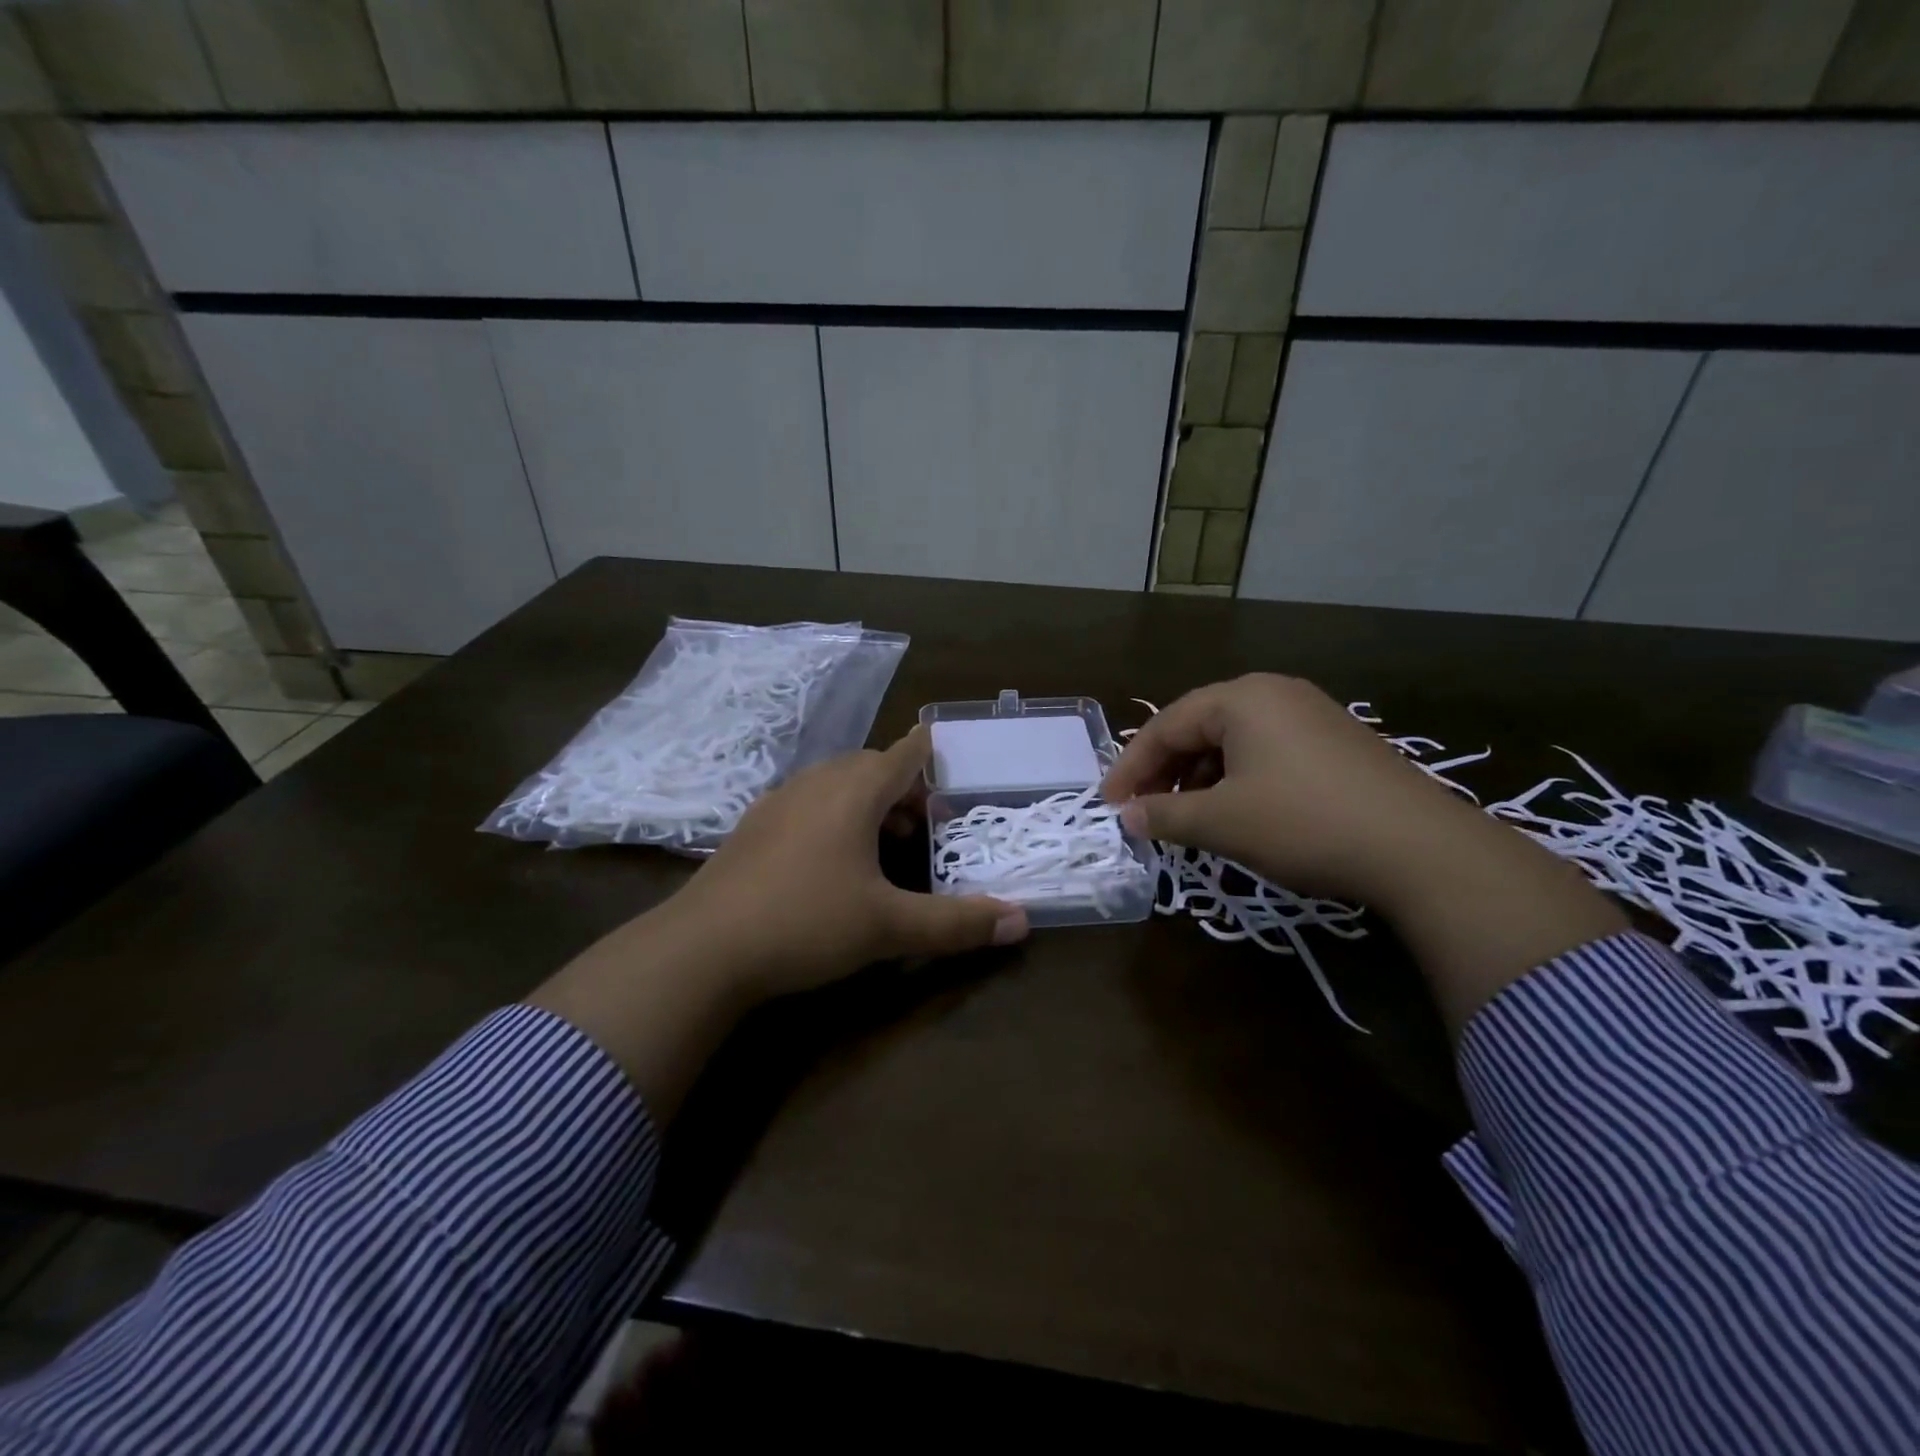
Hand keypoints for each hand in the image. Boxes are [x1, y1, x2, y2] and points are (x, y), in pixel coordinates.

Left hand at [676, 725, 1028, 998]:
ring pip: (836, 785)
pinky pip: (807, 804)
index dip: (929, 752)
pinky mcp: (753, 828)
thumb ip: (957, 923)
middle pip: (871, 768)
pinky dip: (833, 816)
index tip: (947, 750)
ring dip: (868, 803)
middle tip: (927, 825)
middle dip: (904, 788)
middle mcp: (816, 783)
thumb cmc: (806, 923)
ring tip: (886, 843)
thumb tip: (1021, 922)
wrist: (702, 949)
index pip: (903, 754)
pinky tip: (832, 860)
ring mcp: (778, 803)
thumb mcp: (889, 927)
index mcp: (853, 791)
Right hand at [1102, 674, 1470, 904]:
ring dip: (1200, 779)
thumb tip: (1126, 817)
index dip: (1131, 767)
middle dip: (1165, 771)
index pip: (1166, 726)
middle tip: (1142, 810)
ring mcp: (1312, 715)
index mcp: (1241, 698)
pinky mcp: (1337, 744)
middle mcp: (1275, 693)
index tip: (1108, 804)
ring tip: (1186, 817)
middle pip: (1199, 728)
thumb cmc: (1304, 823)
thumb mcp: (1222, 822)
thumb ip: (1164, 815)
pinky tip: (1237, 814)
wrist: (1422, 850)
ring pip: (1234, 742)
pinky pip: (1267, 753)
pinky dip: (1237, 781)